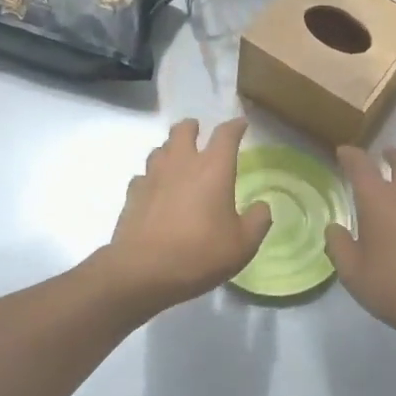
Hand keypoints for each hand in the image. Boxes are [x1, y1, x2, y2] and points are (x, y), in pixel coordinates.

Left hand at [95, 118, 272, 316]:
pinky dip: (151, 178)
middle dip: (192, 127)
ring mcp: (153, 176)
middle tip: (198, 132)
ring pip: (160, 149)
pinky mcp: (133, 194)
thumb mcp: (243, 244)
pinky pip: (143, 176)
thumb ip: (258, 221)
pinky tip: (155, 190)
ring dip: (170, 149)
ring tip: (177, 160)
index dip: (235, 126)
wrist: (143, 271)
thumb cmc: (200, 253)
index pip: (226, 134)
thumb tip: (262, 206)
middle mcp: (182, 163)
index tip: (240, 124)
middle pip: (183, 130)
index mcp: (213, 168)